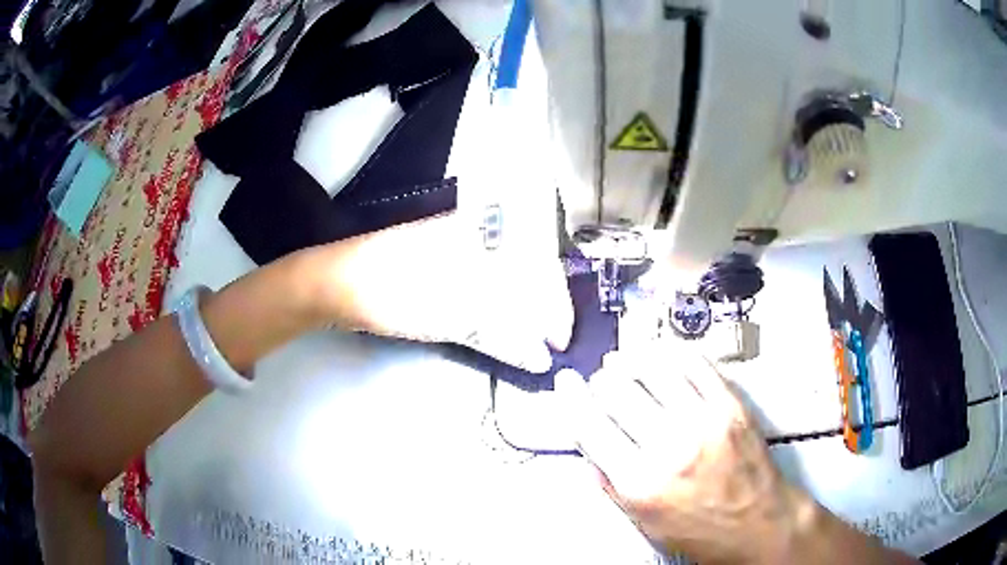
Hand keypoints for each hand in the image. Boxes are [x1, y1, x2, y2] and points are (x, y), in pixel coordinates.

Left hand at [304, 162, 572, 371]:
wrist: (340, 283)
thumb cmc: (396, 290)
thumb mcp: (452, 313)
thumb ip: (502, 333)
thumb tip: (540, 355)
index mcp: (485, 234)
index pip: (538, 266)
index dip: (555, 305)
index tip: (560, 339)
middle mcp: (477, 236)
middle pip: (525, 274)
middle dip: (541, 311)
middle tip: (548, 344)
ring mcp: (457, 251)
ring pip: (504, 281)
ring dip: (519, 313)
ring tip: (530, 342)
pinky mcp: (441, 267)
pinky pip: (481, 287)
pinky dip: (495, 312)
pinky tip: (502, 330)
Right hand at [556, 347, 809, 563]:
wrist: (758, 523)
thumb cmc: (699, 530)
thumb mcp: (643, 521)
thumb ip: (610, 483)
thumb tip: (589, 442)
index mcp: (640, 483)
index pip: (590, 426)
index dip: (572, 398)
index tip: (566, 382)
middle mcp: (669, 448)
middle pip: (618, 391)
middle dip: (602, 380)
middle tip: (601, 380)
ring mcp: (704, 421)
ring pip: (654, 368)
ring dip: (631, 359)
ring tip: (623, 360)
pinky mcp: (731, 405)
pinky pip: (694, 363)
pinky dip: (670, 352)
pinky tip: (659, 353)